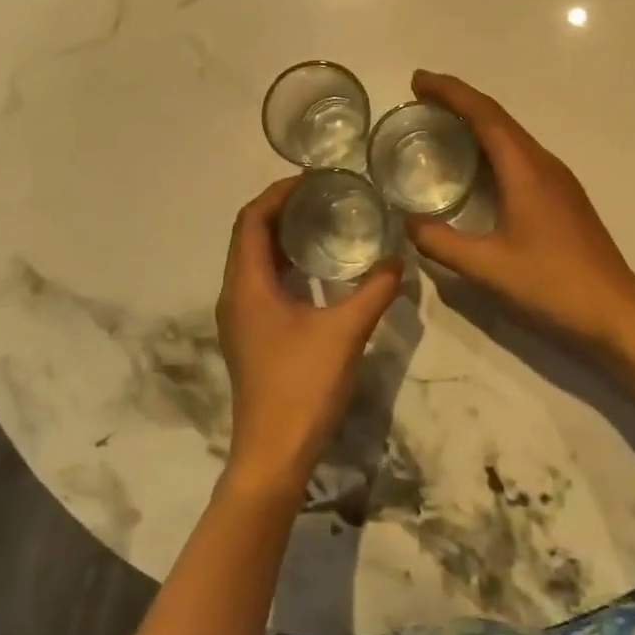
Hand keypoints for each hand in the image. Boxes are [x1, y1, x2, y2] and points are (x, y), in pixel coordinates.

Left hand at [215, 178, 403, 497]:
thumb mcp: (346, 333)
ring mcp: (241, 317)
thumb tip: (399, 261)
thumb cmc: (302, 387)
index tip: (314, 180)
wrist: (274, 454)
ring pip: (255, 259)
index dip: (278, 193)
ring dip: (283, 236)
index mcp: (247, 285)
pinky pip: (263, 282)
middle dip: (283, 209)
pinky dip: (286, 264)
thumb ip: (375, 291)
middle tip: (325, 195)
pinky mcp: (252, 334)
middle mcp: (236, 294)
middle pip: (250, 235)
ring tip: (325, 221)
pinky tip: (320, 269)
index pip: (251, 219)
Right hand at [403, 71, 634, 354]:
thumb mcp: (487, 268)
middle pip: (498, 118)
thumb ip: (442, 243)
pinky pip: (521, 157)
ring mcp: (558, 180)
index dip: (450, 92)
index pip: (484, 115)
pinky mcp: (563, 198)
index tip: (418, 81)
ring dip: (477, 124)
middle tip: (421, 100)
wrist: (615, 310)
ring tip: (442, 126)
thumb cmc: (552, 284)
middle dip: (459, 102)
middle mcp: (544, 164)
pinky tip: (478, 169)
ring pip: (512, 137)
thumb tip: (409, 224)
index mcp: (525, 170)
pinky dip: (492, 148)